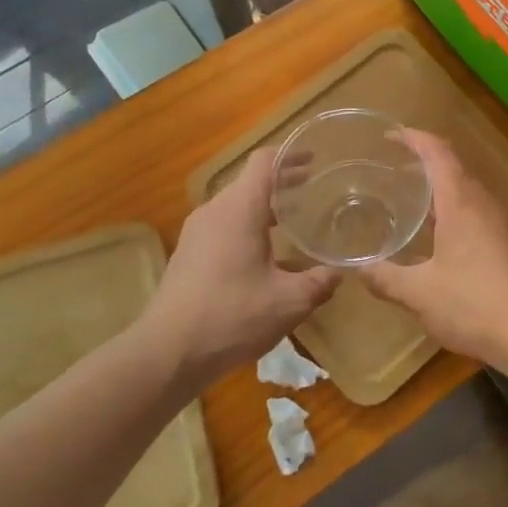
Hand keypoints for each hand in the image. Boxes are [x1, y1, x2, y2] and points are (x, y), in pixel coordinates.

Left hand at [139, 148, 339, 386]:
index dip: (291, 155)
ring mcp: (197, 232)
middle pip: (251, 182)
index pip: (265, 162)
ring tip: (295, 221)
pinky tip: (268, 257)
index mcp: (239, 209)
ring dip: (266, 208)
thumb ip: (319, 282)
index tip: (315, 158)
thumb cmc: (232, 316)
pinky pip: (224, 227)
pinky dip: (249, 228)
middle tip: (315, 190)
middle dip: (283, 183)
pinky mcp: (189, 253)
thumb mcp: (289, 301)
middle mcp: (215, 211)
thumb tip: (339, 273)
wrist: (168, 352)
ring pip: (237, 206)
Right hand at [360, 129, 507, 367]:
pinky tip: (433, 234)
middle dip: (422, 160)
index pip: (437, 152)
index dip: (414, 138)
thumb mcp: (419, 293)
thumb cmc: (473, 304)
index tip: (389, 135)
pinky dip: (449, 208)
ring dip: (437, 186)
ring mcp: (497, 223)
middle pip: (452, 166)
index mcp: (460, 202)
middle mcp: (481, 204)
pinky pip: (472, 210)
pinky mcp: (504, 243)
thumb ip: (385, 278)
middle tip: (390, 167)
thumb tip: (356, 268)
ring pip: (464, 190)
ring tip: (407, 196)